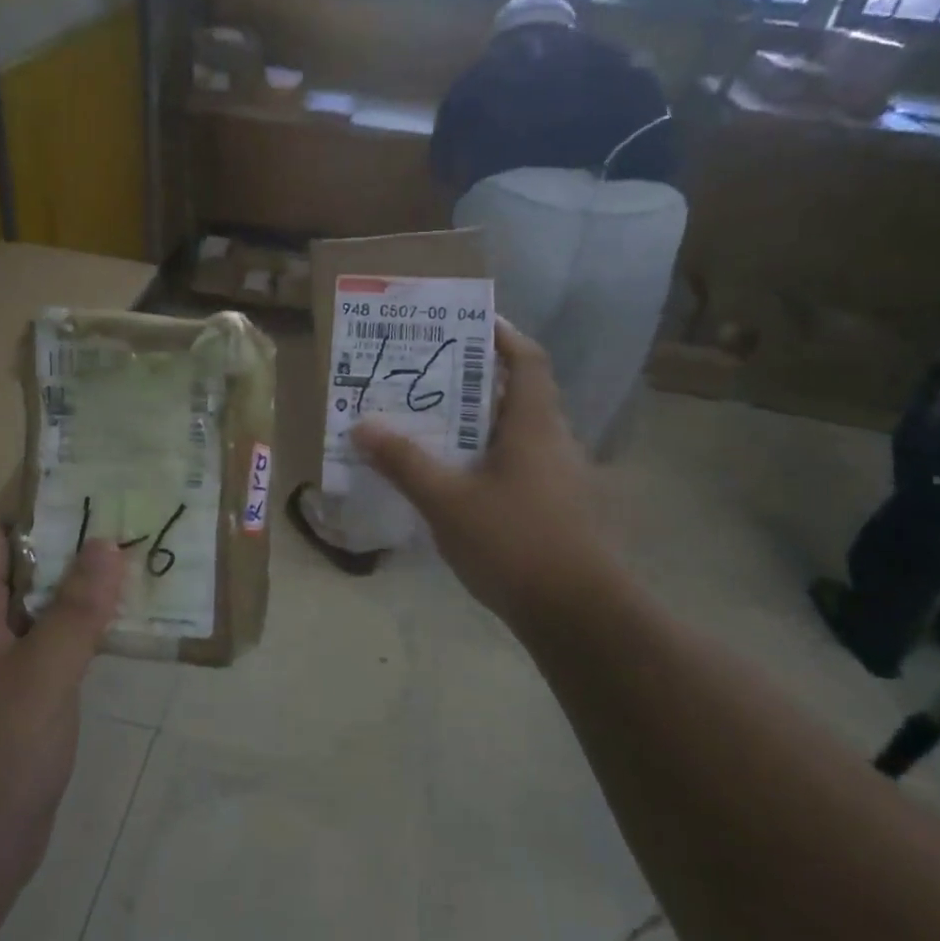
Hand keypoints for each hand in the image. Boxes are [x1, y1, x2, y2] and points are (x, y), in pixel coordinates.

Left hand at [0, 530, 124, 900]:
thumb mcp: (42, 675)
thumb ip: (77, 609)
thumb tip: (105, 544)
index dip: (40, 515)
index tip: (96, 499)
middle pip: (16, 577)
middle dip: (70, 556)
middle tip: (130, 533)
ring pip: (31, 619)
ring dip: (75, 599)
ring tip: (134, 573)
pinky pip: (37, 657)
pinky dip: (71, 641)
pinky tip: (114, 635)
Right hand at [352, 319, 608, 626]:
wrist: (578, 616)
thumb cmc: (514, 542)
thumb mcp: (446, 501)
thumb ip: (404, 462)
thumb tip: (361, 425)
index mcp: (534, 425)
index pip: (528, 360)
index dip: (503, 336)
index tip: (470, 324)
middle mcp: (556, 443)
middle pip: (519, 396)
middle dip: (477, 383)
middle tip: (430, 380)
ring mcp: (563, 480)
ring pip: (519, 436)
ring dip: (481, 426)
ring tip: (435, 429)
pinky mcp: (561, 511)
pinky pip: (522, 469)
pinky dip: (491, 463)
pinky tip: (459, 485)